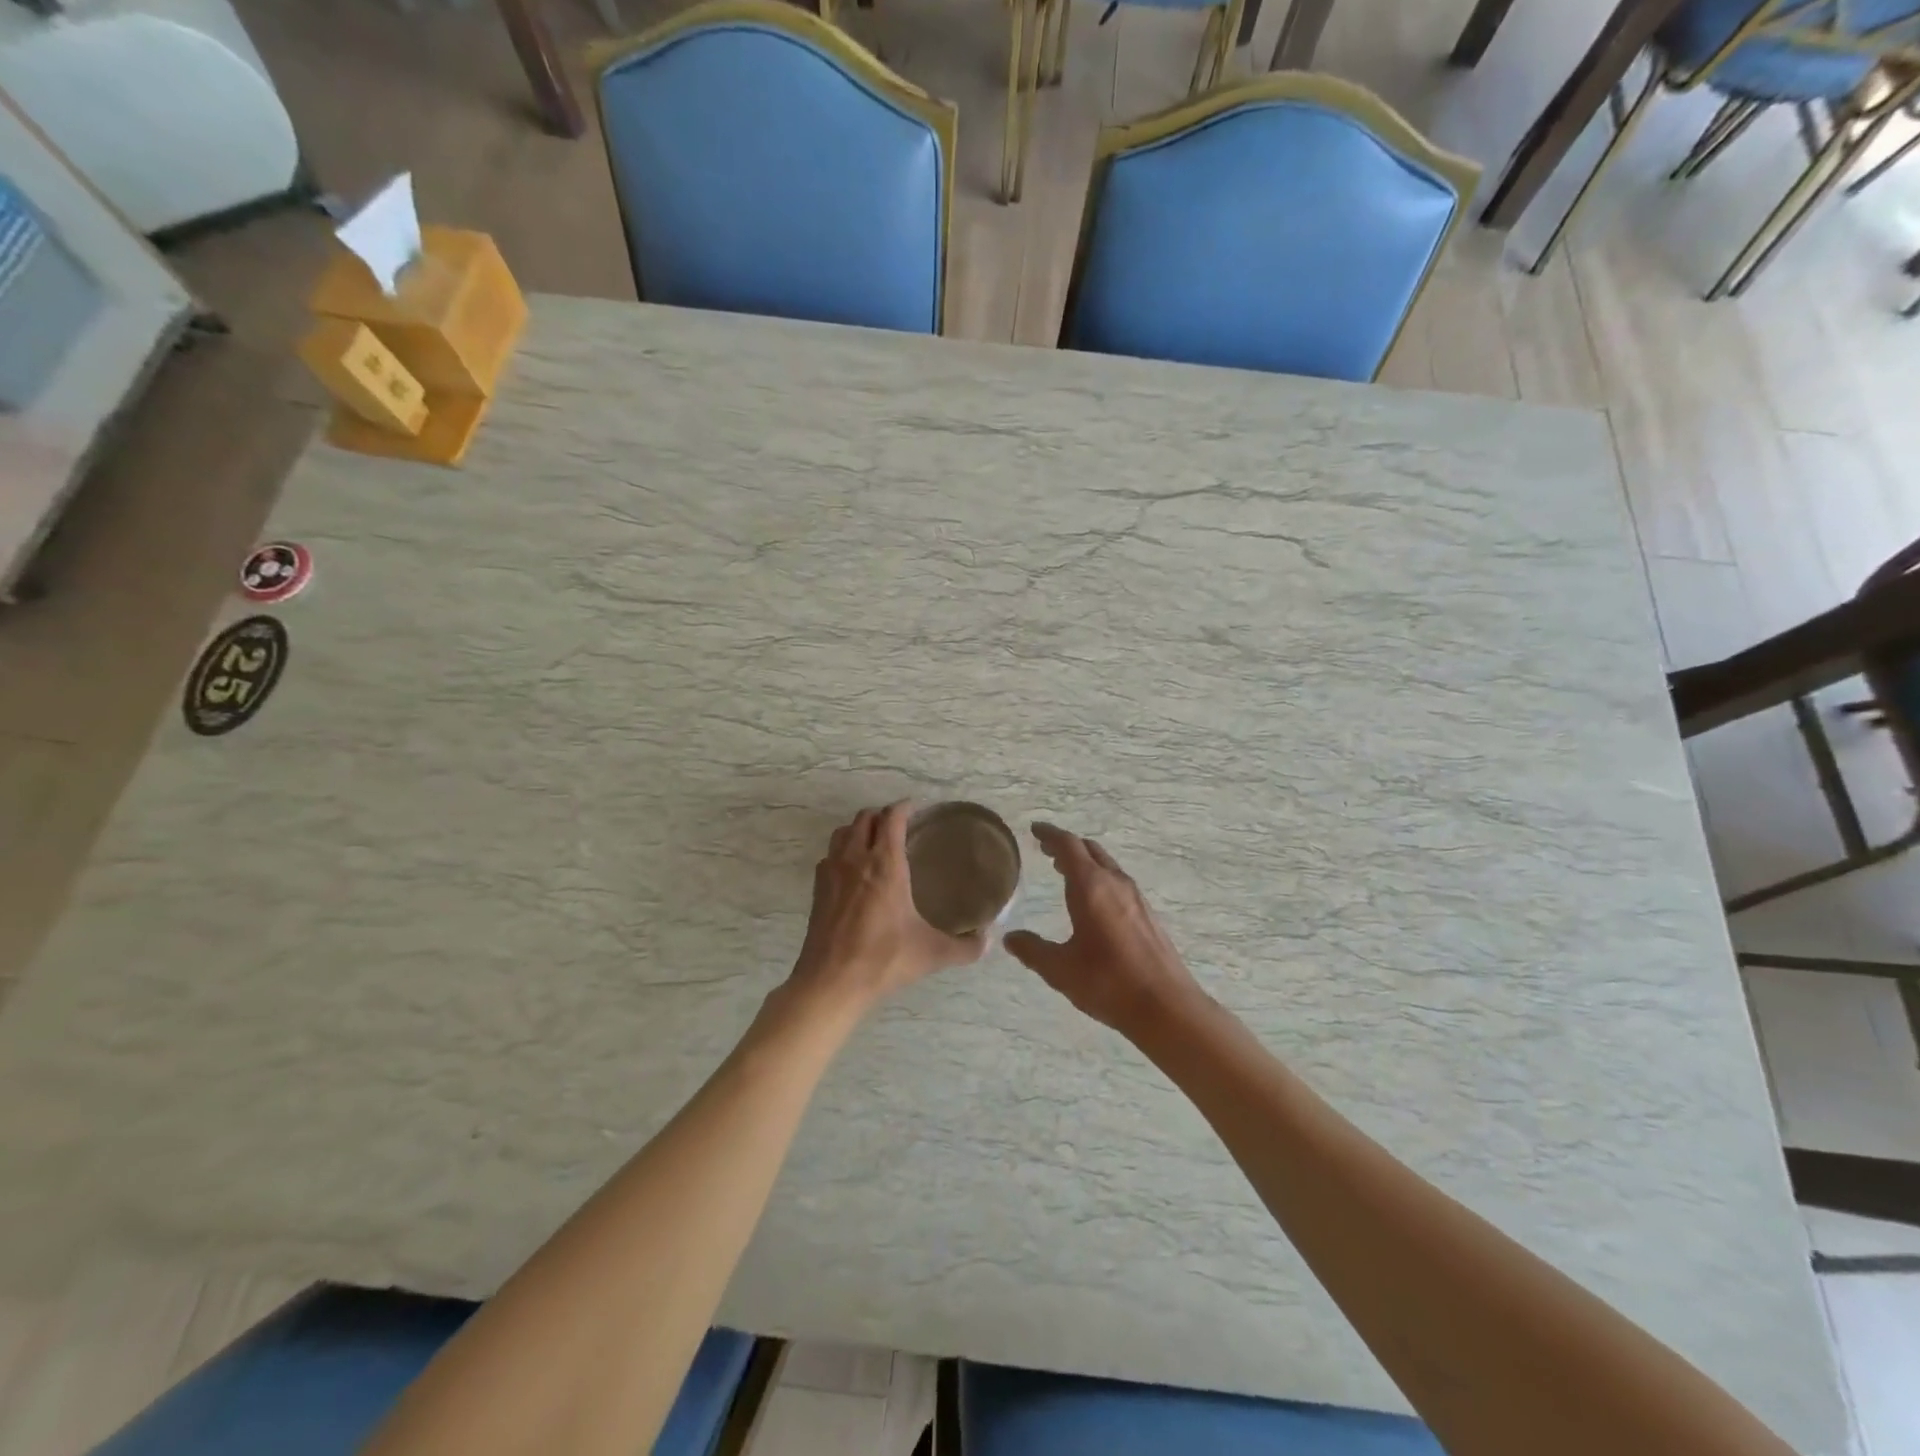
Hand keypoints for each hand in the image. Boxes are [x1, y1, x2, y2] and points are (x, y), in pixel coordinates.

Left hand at [789, 803, 987, 1012]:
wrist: (831, 982)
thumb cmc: (884, 959)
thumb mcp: (932, 953)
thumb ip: (966, 946)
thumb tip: (989, 940)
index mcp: (885, 864)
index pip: (892, 818)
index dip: (904, 807)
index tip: (916, 808)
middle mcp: (856, 859)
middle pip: (865, 818)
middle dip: (882, 815)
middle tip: (899, 825)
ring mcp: (832, 872)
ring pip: (843, 832)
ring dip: (859, 829)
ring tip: (875, 841)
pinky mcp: (817, 890)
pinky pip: (829, 856)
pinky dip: (841, 852)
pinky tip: (852, 871)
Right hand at [1004, 824, 1202, 1036]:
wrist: (1166, 1006)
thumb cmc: (1108, 982)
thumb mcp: (1060, 969)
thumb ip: (1033, 950)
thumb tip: (1011, 938)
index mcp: (1091, 887)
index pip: (1068, 846)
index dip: (1050, 835)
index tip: (1035, 830)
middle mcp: (1115, 883)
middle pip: (1089, 850)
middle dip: (1066, 846)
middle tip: (1046, 849)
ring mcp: (1135, 897)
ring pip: (1106, 865)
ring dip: (1084, 862)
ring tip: (1064, 871)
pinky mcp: (1147, 914)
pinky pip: (1117, 882)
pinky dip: (1099, 878)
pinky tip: (1093, 900)